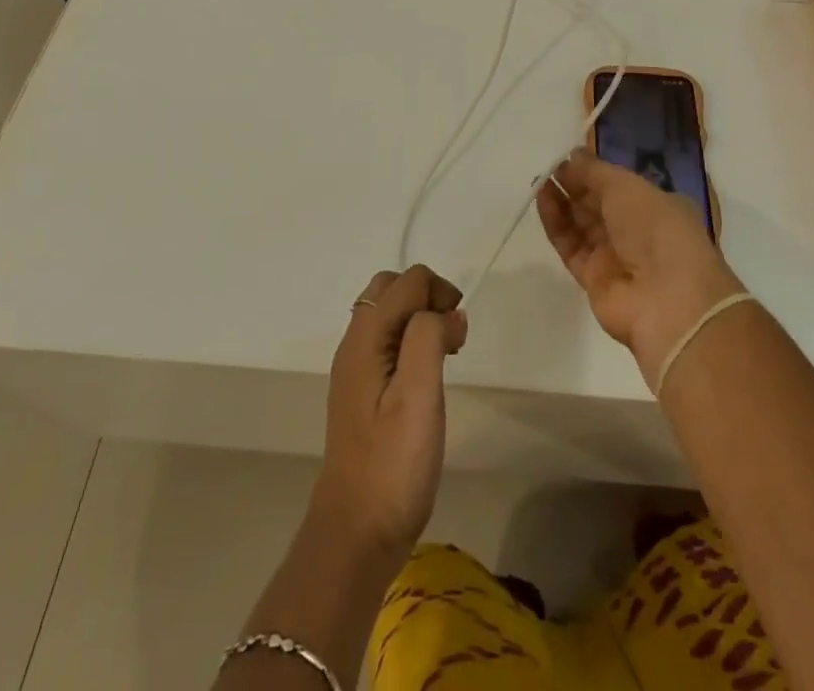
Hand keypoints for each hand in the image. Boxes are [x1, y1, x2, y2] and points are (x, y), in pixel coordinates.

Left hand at [314, 264, 467, 557]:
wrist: (356, 532)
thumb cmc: (393, 463)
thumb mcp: (418, 395)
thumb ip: (429, 338)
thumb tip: (448, 313)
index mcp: (365, 337)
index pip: (407, 281)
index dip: (440, 293)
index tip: (458, 334)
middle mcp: (354, 343)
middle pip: (392, 289)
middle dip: (428, 298)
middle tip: (451, 338)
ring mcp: (355, 367)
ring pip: (389, 314)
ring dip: (420, 319)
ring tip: (444, 357)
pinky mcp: (362, 390)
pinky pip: (387, 341)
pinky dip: (411, 341)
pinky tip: (426, 377)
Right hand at [537, 150, 744, 386]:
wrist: (668, 300)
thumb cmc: (656, 228)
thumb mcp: (626, 186)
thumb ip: (594, 170)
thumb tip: (571, 157)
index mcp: (659, 206)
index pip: (621, 185)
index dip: (595, 171)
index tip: (570, 157)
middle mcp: (639, 231)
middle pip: (599, 204)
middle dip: (575, 185)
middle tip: (549, 167)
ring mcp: (617, 257)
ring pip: (583, 224)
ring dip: (562, 201)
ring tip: (540, 180)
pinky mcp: (594, 280)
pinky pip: (571, 246)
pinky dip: (556, 223)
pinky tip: (542, 200)